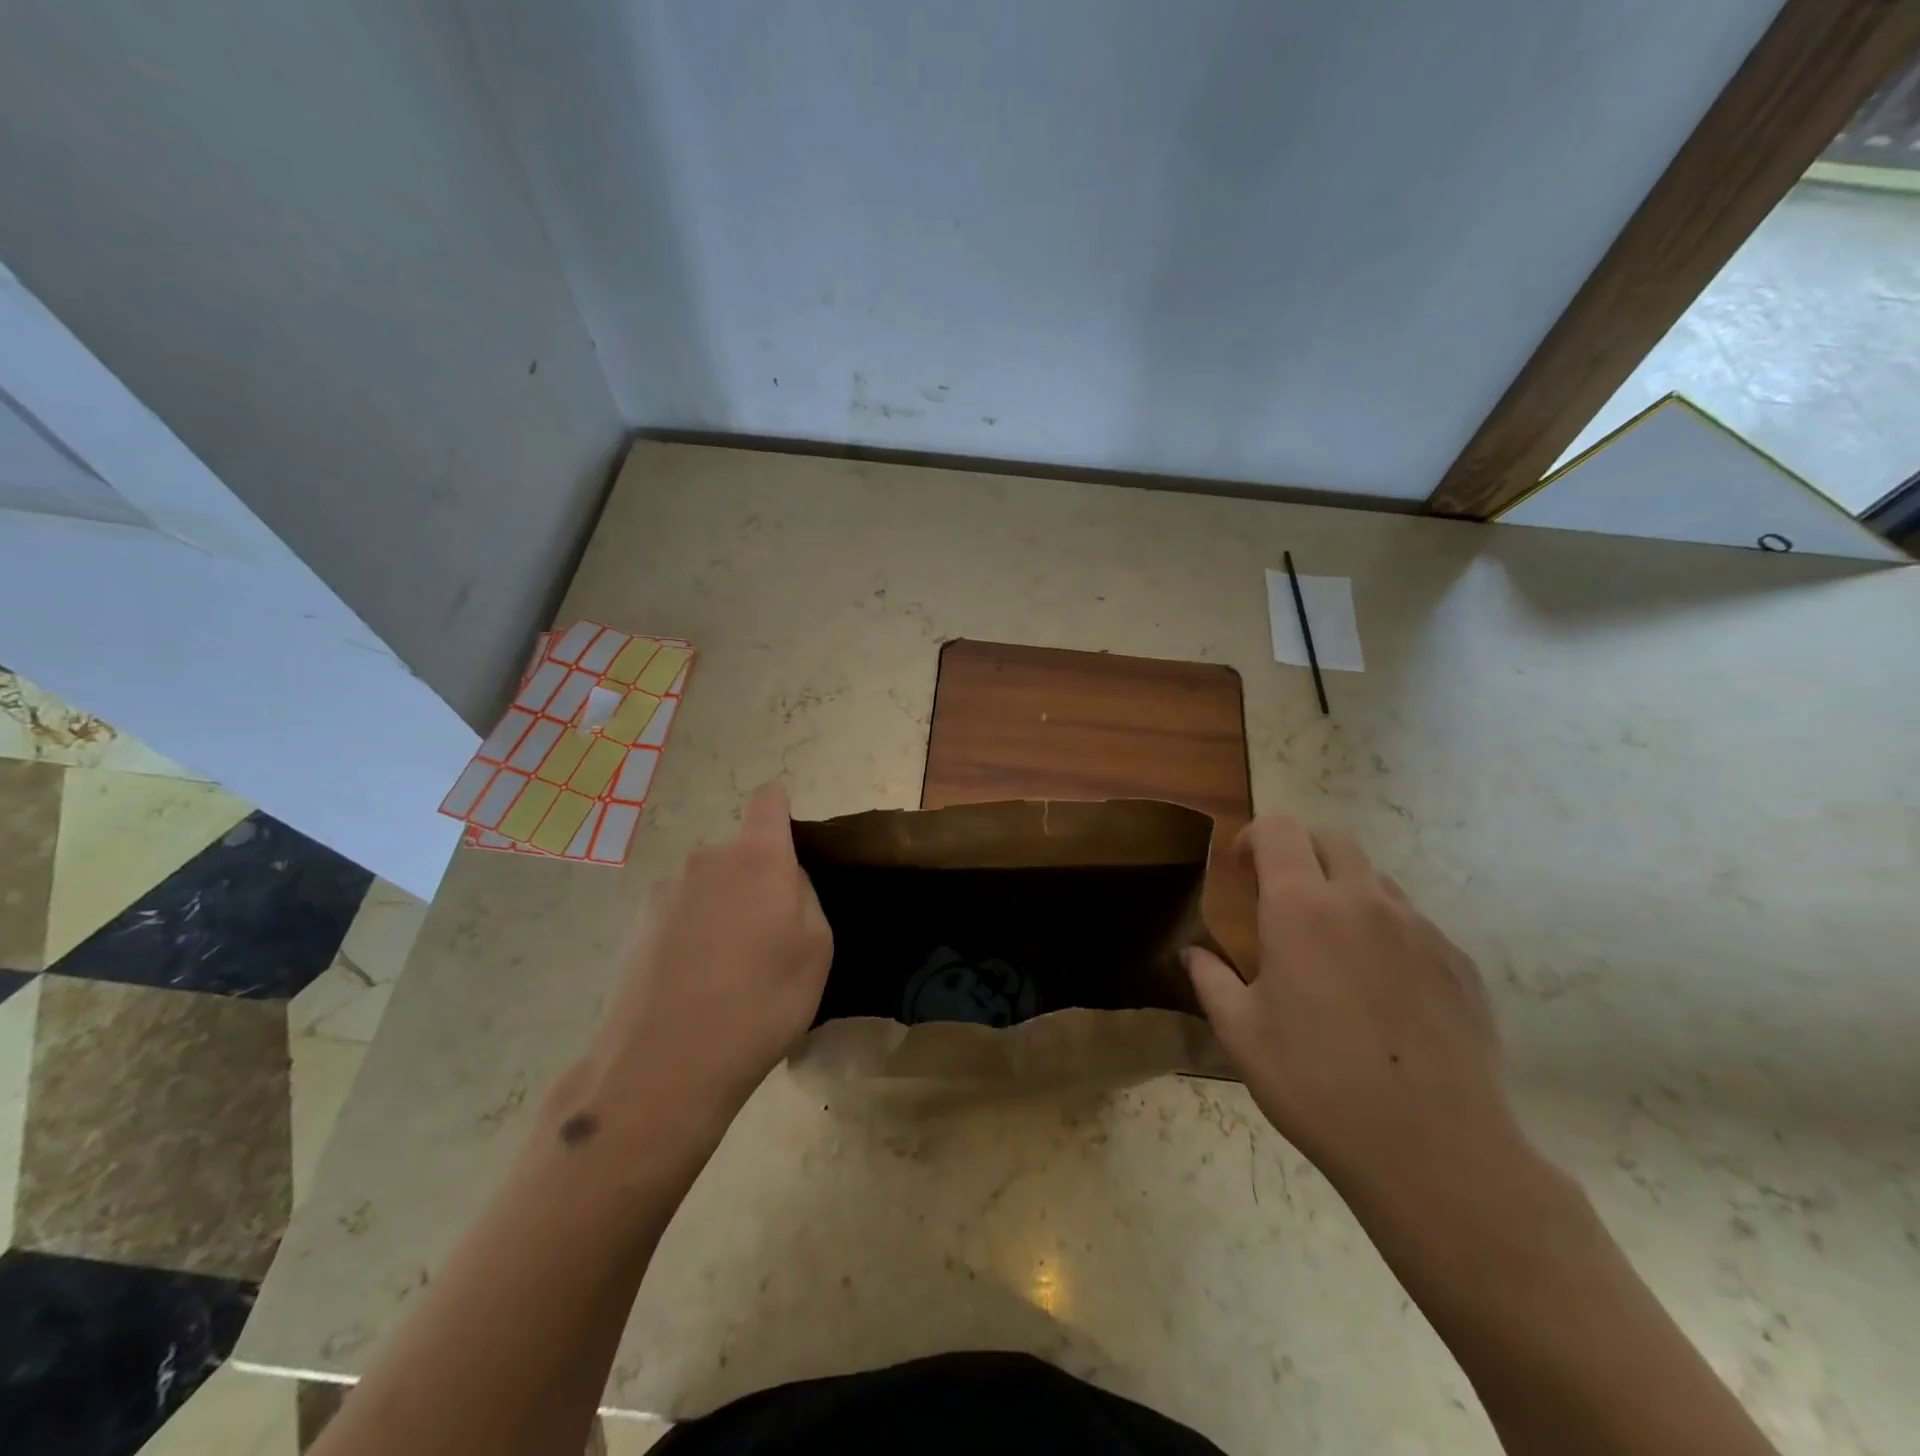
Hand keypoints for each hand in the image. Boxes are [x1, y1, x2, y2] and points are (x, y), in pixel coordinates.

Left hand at [575, 784, 831, 1150]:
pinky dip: (691, 936)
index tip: (790, 847)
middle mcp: (706, 860)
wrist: (664, 1067)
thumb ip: (804, 898)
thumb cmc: (761, 1003)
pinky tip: (693, 986)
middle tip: (768, 938)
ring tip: (727, 972)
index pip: (769, 800)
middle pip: (740, 853)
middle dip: (757, 881)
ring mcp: (665, 892)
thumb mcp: (817, 950)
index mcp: (757, 858)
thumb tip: (783, 882)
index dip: (781, 812)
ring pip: (709, 887)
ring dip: (722, 911)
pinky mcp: (635, 926)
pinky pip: (680, 915)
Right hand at [1184, 817, 1521, 1202]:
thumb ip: (1211, 980)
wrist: (1433, 1150)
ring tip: (1334, 949)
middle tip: (1284, 899)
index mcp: (1302, 908)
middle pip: (1334, 841)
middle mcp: (1365, 902)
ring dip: (1347, 893)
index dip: (1256, 836)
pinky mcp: (1460, 965)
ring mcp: (1421, 930)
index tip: (1242, 868)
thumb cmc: (1316, 1083)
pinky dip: (1388, 934)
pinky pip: (1416, 926)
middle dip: (1303, 853)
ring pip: (1378, 883)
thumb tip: (1192, 954)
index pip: (1280, 830)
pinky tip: (1383, 991)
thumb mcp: (1241, 1034)